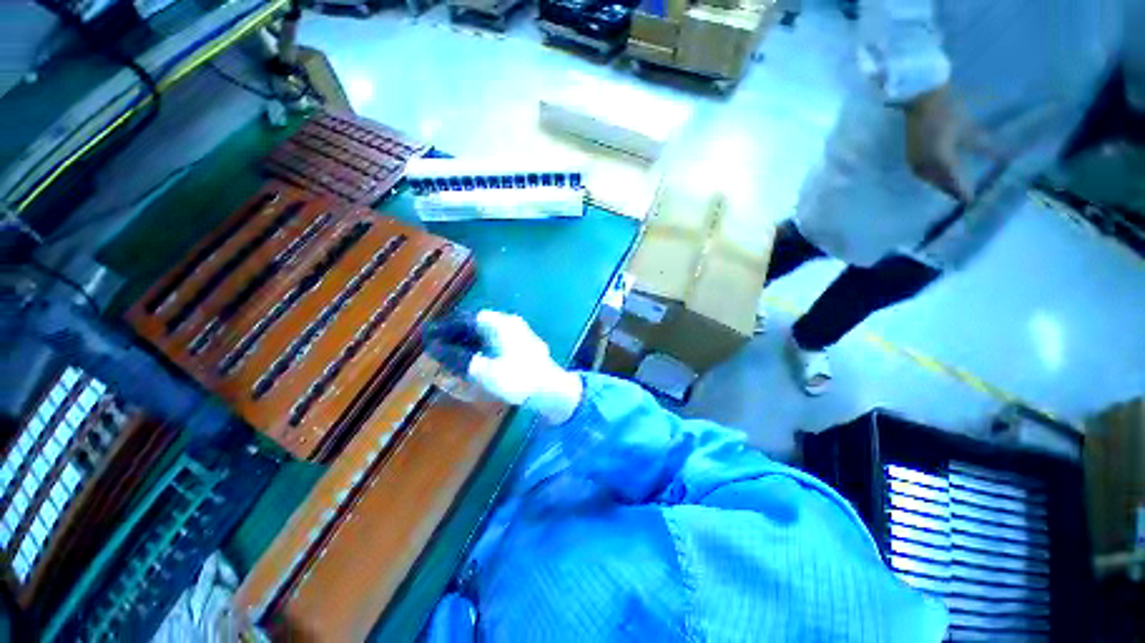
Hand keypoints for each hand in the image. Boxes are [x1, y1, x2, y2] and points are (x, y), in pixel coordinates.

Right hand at [425, 310, 582, 423]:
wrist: (551, 389)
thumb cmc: (518, 378)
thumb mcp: (485, 371)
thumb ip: (460, 359)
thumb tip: (437, 349)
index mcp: (501, 324)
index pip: (468, 318)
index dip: (448, 326)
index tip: (432, 334)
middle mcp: (510, 324)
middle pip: (478, 324)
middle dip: (458, 333)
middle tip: (439, 345)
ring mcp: (519, 334)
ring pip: (488, 332)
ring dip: (470, 340)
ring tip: (452, 351)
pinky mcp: (522, 346)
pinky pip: (496, 340)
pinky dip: (482, 346)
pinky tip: (475, 357)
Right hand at [904, 86, 994, 202]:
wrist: (920, 98)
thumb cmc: (947, 111)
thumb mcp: (968, 128)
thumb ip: (983, 146)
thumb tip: (1002, 158)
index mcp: (941, 162)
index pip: (955, 185)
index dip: (966, 194)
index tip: (976, 201)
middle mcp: (926, 167)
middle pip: (942, 186)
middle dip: (954, 191)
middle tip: (967, 197)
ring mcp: (917, 164)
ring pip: (932, 181)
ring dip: (944, 186)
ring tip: (956, 189)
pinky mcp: (913, 159)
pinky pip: (925, 175)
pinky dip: (935, 178)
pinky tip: (943, 177)